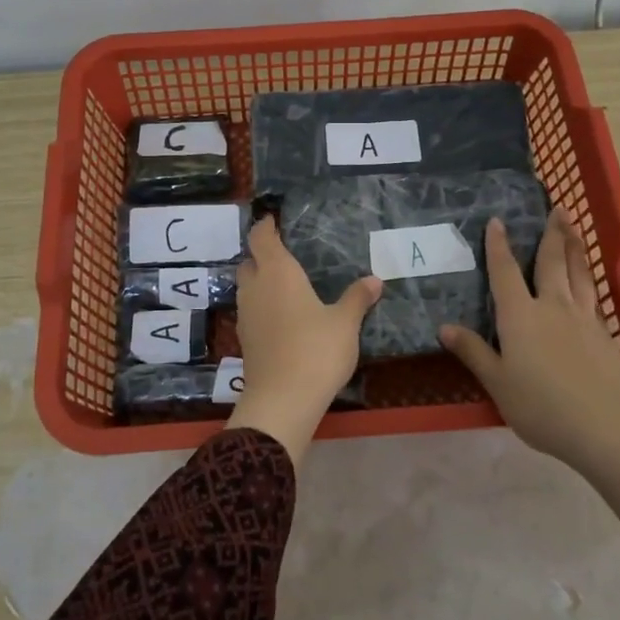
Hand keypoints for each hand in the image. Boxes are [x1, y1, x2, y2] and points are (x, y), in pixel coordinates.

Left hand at [224, 216, 380, 464]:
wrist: (283, 400)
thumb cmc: (316, 350)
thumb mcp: (345, 323)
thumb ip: (357, 298)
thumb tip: (374, 280)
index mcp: (278, 273)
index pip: (261, 238)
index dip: (264, 227)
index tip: (272, 220)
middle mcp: (256, 288)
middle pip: (249, 262)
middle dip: (262, 256)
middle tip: (284, 255)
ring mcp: (246, 315)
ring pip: (247, 287)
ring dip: (260, 282)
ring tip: (285, 286)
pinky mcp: (245, 339)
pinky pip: (251, 311)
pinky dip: (262, 306)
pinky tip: (282, 317)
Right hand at [441, 211, 619, 565]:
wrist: (609, 427)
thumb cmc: (542, 406)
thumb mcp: (498, 383)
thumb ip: (474, 352)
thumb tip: (445, 327)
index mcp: (520, 316)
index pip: (505, 272)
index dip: (499, 246)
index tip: (498, 221)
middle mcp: (553, 307)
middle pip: (551, 262)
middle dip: (551, 233)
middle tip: (557, 208)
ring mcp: (584, 319)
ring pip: (579, 273)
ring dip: (575, 247)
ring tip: (574, 227)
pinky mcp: (606, 336)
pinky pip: (594, 297)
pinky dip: (589, 280)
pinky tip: (590, 282)